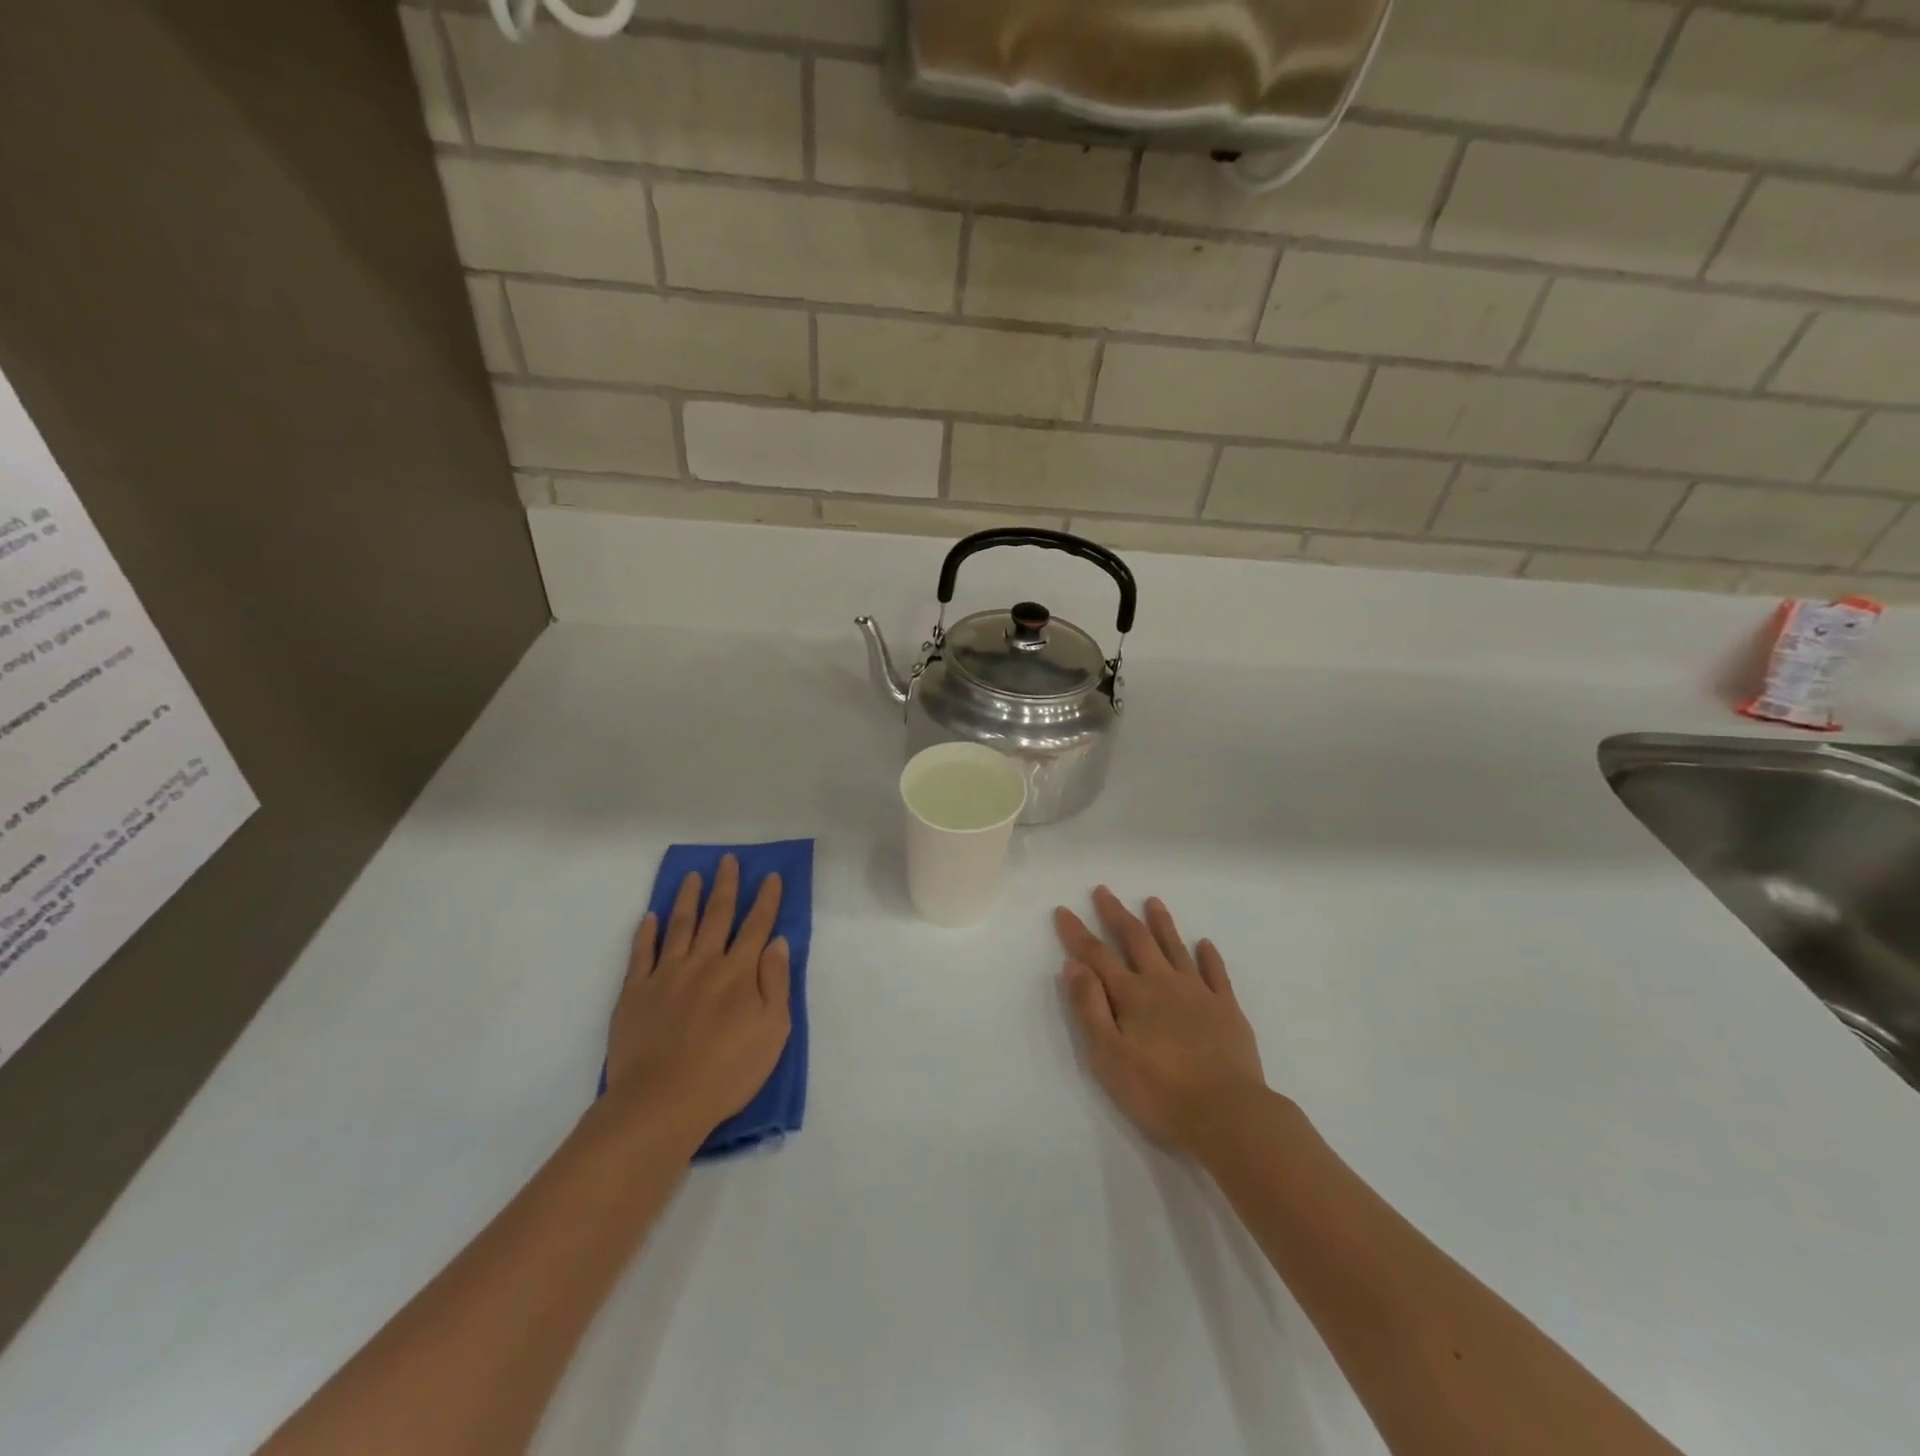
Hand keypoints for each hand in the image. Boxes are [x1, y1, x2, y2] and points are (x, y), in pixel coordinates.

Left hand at [605, 855, 790, 1141]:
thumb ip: (776, 983)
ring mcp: (666, 974)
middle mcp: (704, 962)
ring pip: (679, 925)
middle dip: (726, 886)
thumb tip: (778, 943)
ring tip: (692, 876)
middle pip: (717, 915)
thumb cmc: (728, 1071)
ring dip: (688, 898)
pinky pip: (641, 953)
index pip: (757, 926)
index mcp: (739, 972)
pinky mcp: (635, 992)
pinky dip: (646, 932)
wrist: (661, 1102)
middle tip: (728, 860)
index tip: (771, 876)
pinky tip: (650, 917)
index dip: (766, 899)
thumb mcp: (773, 1031)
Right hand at [1055, 887, 1265, 1153]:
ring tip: (1153, 901)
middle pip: (1136, 939)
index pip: (1096, 955)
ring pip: (1175, 947)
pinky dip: (1209, 956)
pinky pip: (1216, 973)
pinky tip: (1204, 943)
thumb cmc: (1158, 1091)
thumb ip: (1089, 1008)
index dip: (1077, 933)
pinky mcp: (1227, 1009)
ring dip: (1161, 923)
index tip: (1063, 910)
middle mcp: (1162, 983)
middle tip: (1104, 890)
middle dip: (1117, 914)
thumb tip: (1072, 966)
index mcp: (1131, 995)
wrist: (1227, 1113)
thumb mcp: (1108, 1056)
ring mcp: (1198, 993)